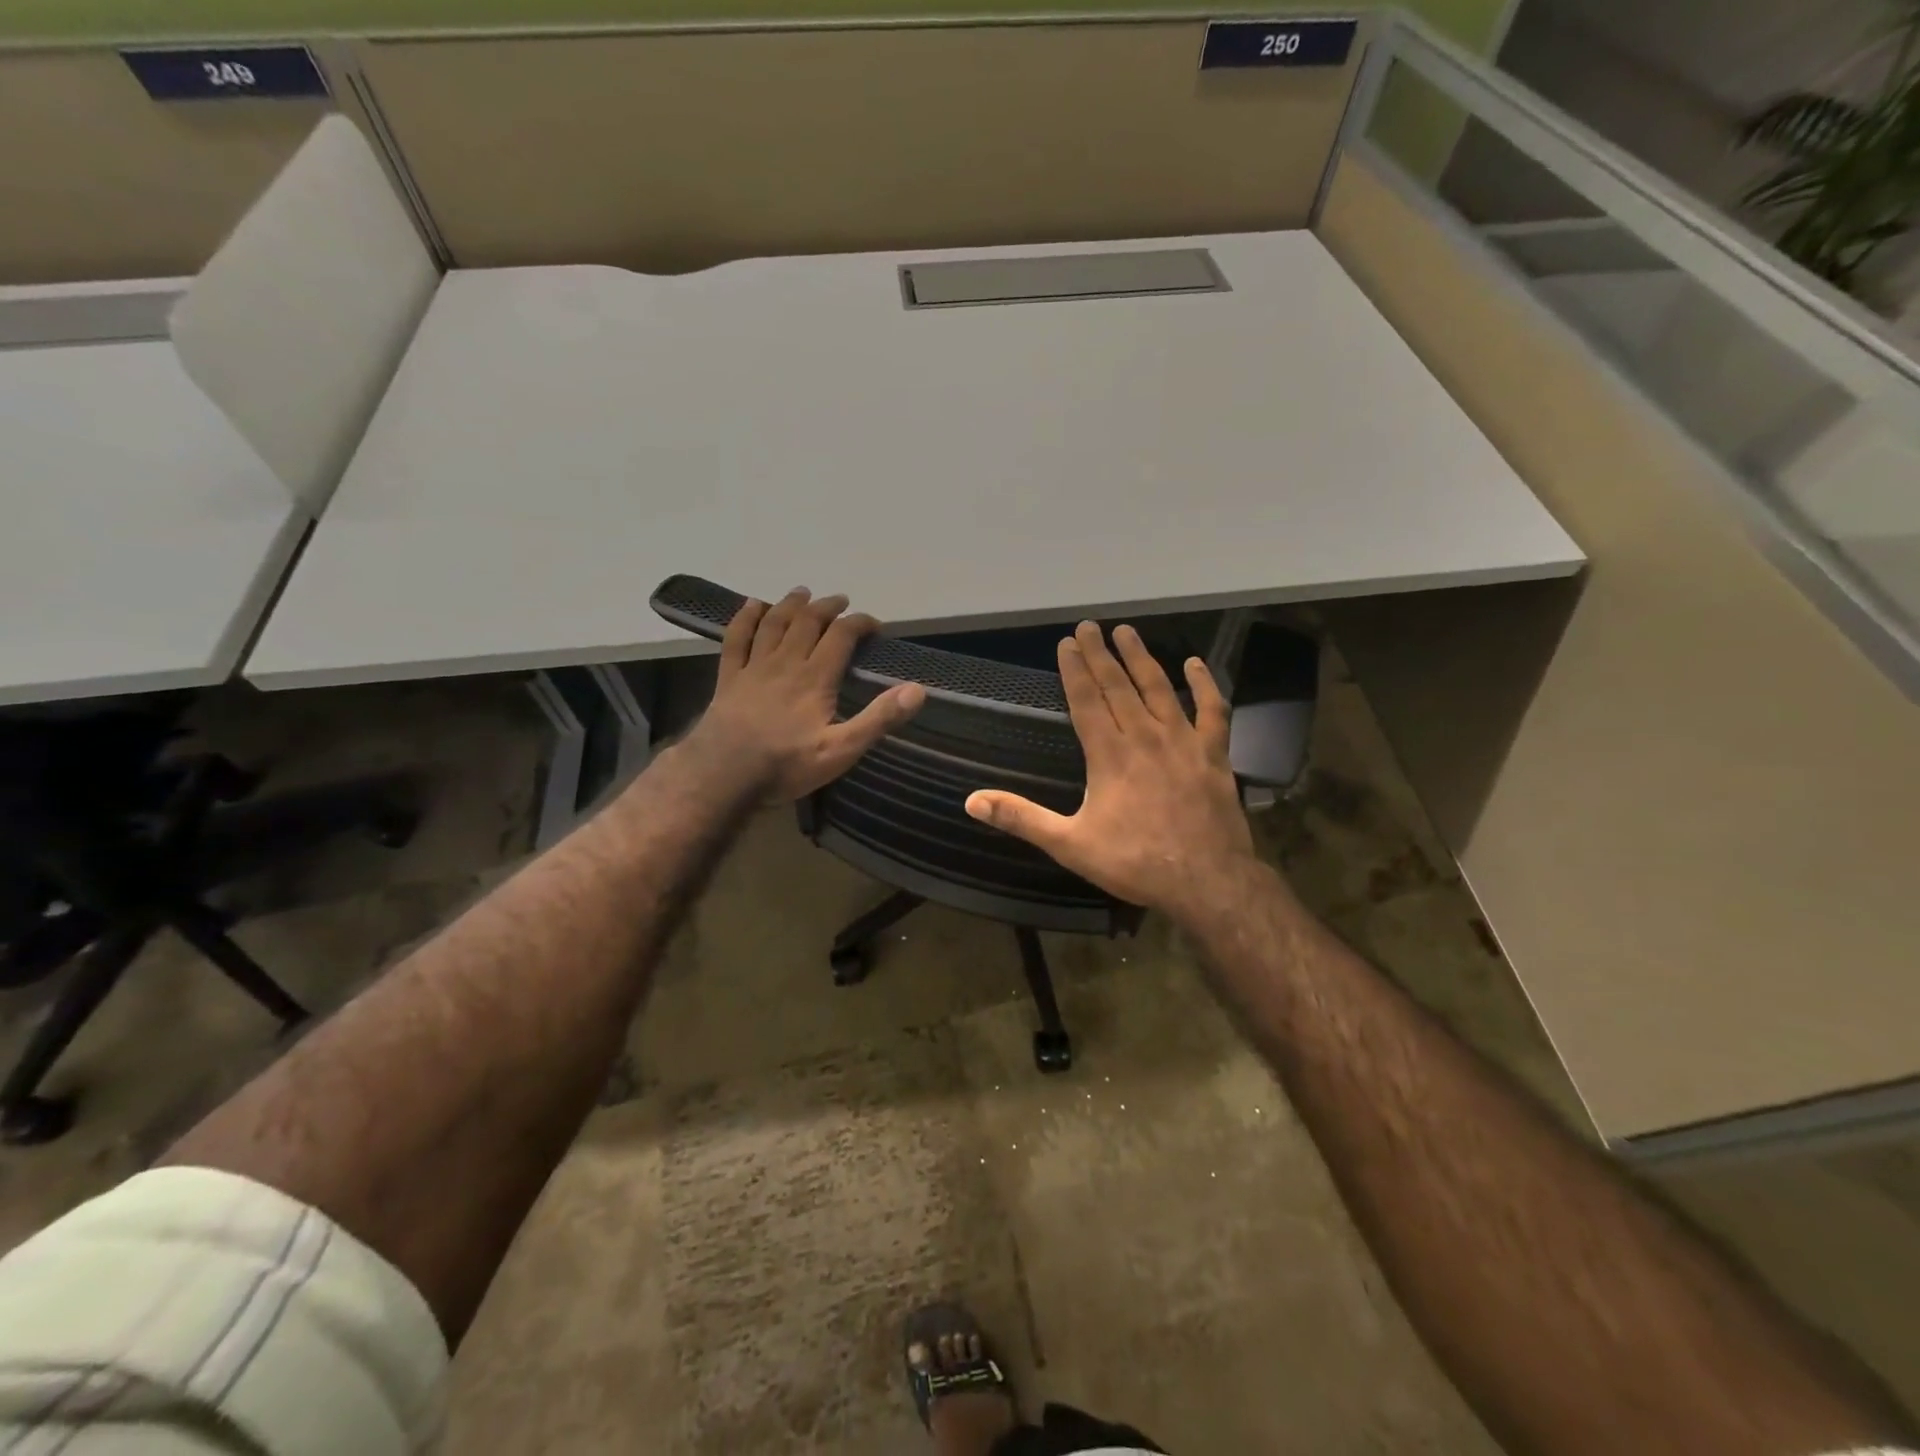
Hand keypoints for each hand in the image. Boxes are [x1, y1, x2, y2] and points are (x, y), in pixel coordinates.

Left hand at [687, 588, 925, 800]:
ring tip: (802, 593)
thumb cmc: (786, 765)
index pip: (841, 636)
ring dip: (791, 604)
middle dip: (827, 607)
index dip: (860, 623)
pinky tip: (753, 606)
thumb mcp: (841, 750)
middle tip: (841, 601)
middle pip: (807, 622)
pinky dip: (746, 618)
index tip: (874, 625)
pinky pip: (736, 638)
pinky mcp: (729, 678)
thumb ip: (879, 719)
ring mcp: (754, 668)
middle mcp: (786, 662)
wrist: (724, 776)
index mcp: (815, 677)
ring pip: (774, 623)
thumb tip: (917, 690)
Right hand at [965, 621, 1258, 921]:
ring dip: (1142, 658)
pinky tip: (1195, 664)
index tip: (1066, 643)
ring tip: (1128, 632)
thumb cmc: (1135, 862)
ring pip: (1159, 688)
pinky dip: (1204, 685)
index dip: (1074, 670)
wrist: (1207, 881)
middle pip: (1118, 686)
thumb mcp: (1070, 845)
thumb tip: (971, 802)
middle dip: (1101, 654)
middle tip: (1090, 626)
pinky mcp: (1214, 754)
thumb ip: (1022, 818)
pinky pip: (1211, 711)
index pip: (1086, 700)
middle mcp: (1145, 736)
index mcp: (1109, 754)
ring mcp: (1183, 741)